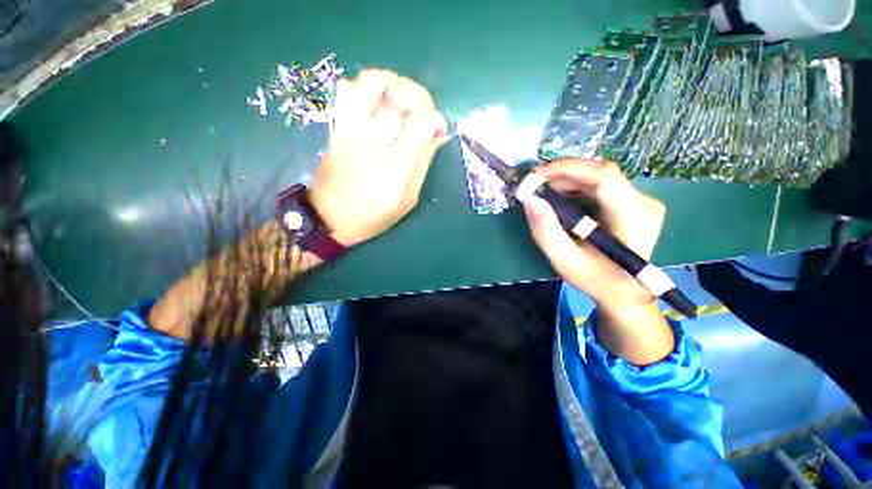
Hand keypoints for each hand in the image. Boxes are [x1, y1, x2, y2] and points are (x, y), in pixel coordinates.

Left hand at [309, 70, 448, 246]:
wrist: (330, 218)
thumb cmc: (374, 215)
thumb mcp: (408, 200)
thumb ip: (423, 165)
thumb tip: (438, 134)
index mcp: (397, 169)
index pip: (421, 123)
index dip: (436, 118)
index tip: (437, 129)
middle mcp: (375, 144)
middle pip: (400, 97)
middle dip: (420, 97)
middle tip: (421, 111)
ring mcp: (352, 132)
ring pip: (371, 83)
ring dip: (391, 83)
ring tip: (398, 98)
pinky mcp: (336, 128)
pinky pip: (346, 91)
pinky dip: (363, 88)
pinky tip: (373, 103)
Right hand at [521, 159, 672, 364]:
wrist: (625, 291)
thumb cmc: (596, 280)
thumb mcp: (565, 261)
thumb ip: (545, 231)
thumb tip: (529, 198)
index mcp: (634, 217)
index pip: (604, 176)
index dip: (567, 168)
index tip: (535, 176)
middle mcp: (644, 202)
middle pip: (599, 173)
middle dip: (561, 175)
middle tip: (533, 186)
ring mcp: (640, 200)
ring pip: (597, 177)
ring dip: (565, 181)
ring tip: (542, 193)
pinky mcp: (631, 201)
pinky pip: (598, 185)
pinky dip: (574, 188)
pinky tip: (558, 199)